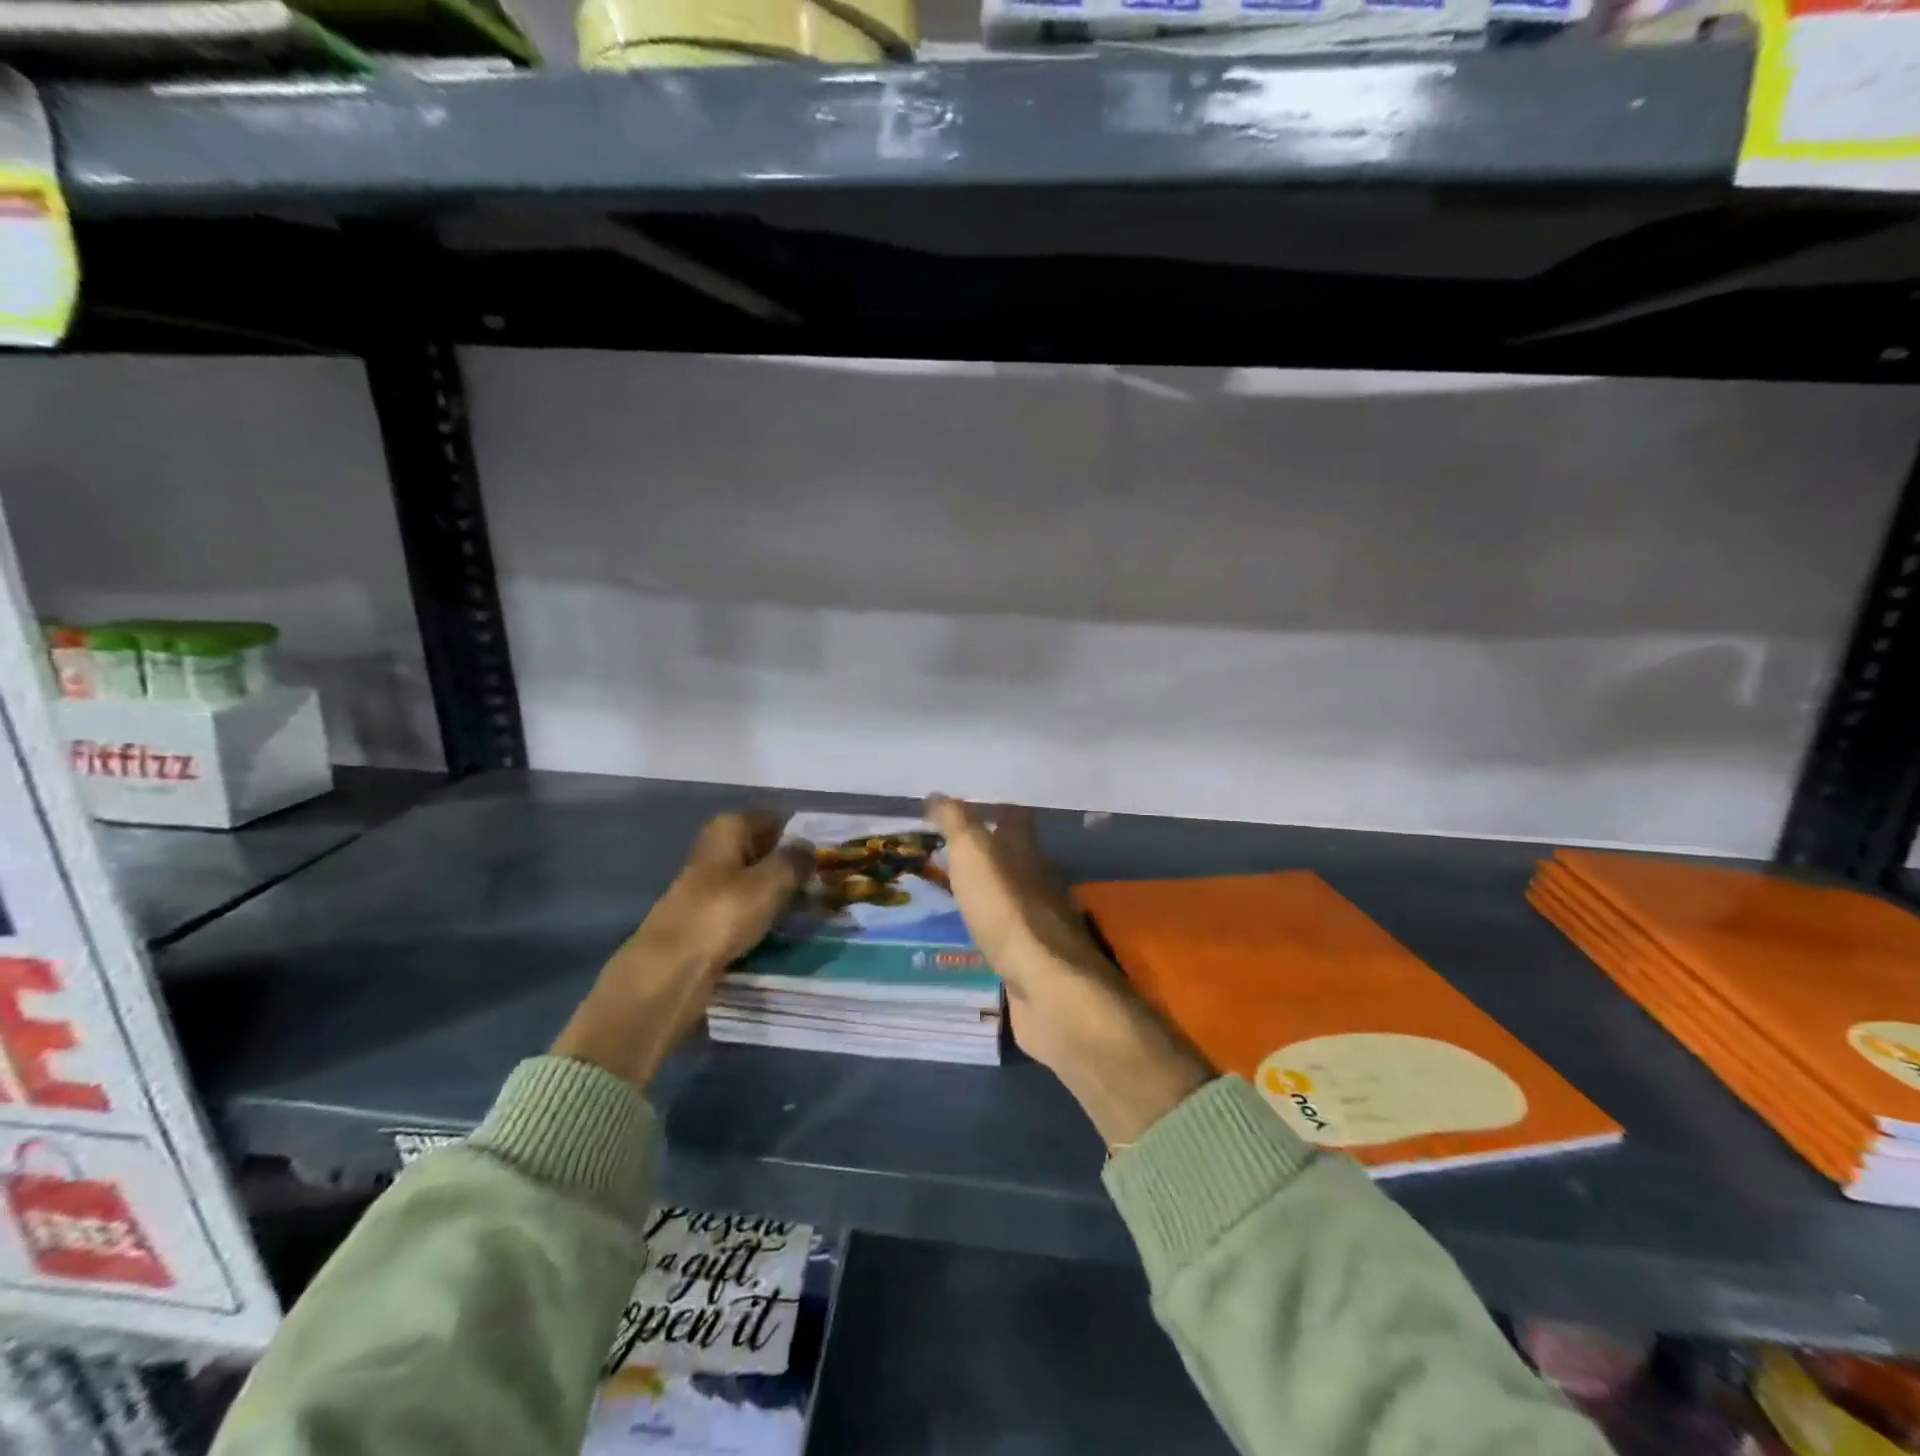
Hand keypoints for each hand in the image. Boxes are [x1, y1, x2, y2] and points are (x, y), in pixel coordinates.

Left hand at [551, 813, 812, 1089]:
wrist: (670, 969)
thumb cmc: (723, 913)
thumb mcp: (771, 882)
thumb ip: (795, 861)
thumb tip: (808, 847)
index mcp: (728, 828)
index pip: (772, 819)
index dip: (798, 833)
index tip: (826, 853)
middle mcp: (715, 850)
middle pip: (761, 849)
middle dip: (789, 864)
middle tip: (824, 881)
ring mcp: (707, 886)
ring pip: (753, 880)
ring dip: (776, 892)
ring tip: (809, 906)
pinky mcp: (705, 918)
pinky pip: (742, 908)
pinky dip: (760, 915)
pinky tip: (780, 928)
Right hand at [928, 798, 1210, 1147]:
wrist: (1047, 990)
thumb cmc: (1008, 913)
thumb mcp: (974, 855)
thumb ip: (957, 824)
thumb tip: (936, 795)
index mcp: (1028, 853)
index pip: (1013, 817)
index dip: (991, 806)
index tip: (962, 805)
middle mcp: (1039, 883)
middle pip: (1014, 857)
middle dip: (987, 849)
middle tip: (947, 846)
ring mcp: (1038, 925)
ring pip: (1009, 895)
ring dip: (986, 889)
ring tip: (951, 886)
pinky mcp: (1032, 963)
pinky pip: (1005, 935)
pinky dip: (988, 928)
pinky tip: (970, 934)